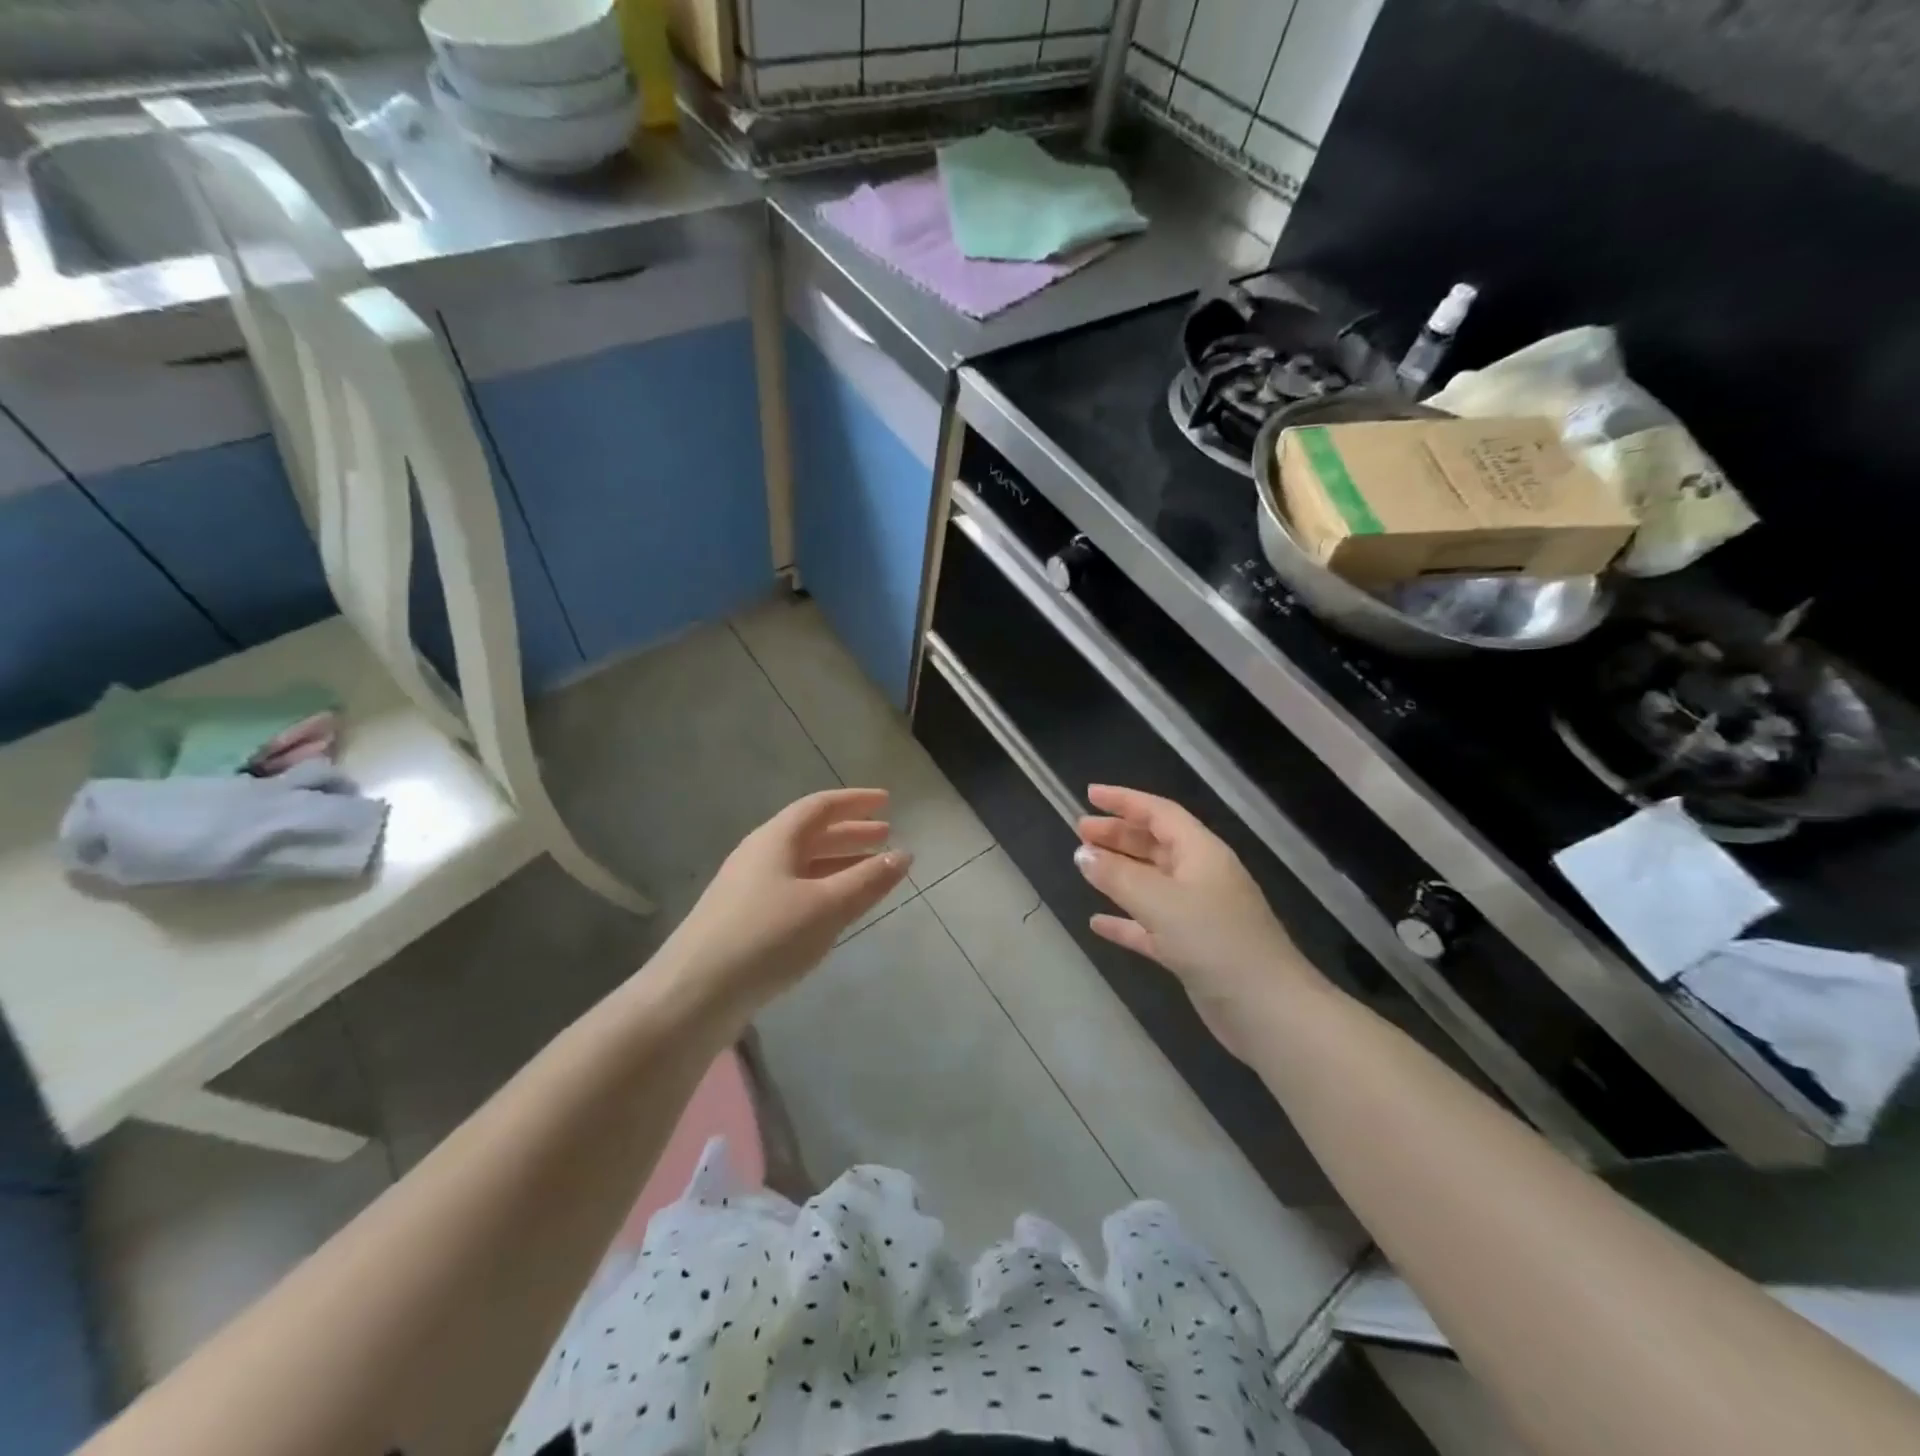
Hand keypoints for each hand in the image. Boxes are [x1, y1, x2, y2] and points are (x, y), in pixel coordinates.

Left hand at [661, 788, 911, 1020]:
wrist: (693, 994)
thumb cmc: (766, 938)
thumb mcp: (826, 907)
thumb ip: (867, 880)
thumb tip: (902, 855)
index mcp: (775, 839)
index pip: (820, 806)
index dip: (855, 801)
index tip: (886, 800)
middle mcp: (759, 855)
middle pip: (811, 833)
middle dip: (851, 833)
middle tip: (886, 835)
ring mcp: (747, 888)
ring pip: (802, 864)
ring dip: (838, 862)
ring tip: (870, 870)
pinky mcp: (742, 920)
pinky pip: (792, 889)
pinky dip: (822, 888)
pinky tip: (835, 908)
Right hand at [1074, 784, 1321, 1054]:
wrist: (1267, 1011)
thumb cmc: (1215, 941)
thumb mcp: (1161, 902)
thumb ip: (1118, 876)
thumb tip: (1082, 854)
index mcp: (1202, 853)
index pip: (1159, 813)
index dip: (1125, 801)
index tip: (1089, 795)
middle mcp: (1201, 877)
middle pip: (1154, 844)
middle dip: (1118, 835)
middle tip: (1080, 830)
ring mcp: (1198, 914)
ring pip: (1151, 883)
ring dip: (1119, 873)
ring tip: (1084, 866)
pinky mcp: (1192, 949)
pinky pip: (1150, 925)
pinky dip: (1125, 920)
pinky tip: (1097, 923)